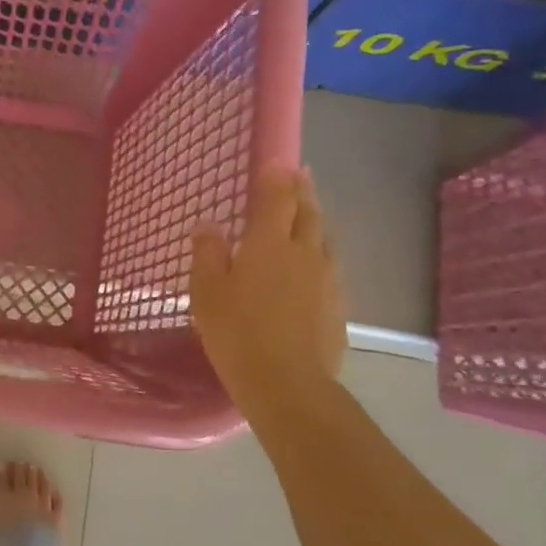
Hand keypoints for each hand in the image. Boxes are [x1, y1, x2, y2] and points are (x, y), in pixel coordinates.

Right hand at [190, 167, 347, 410]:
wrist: (288, 384)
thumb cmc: (237, 333)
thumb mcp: (206, 292)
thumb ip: (207, 253)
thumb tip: (208, 224)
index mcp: (269, 244)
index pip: (277, 198)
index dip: (277, 177)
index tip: (277, 161)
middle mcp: (304, 252)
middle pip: (309, 212)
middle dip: (303, 190)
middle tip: (300, 175)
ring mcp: (327, 279)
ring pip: (324, 238)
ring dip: (316, 219)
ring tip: (309, 212)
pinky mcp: (338, 305)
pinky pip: (330, 266)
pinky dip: (321, 253)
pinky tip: (315, 264)